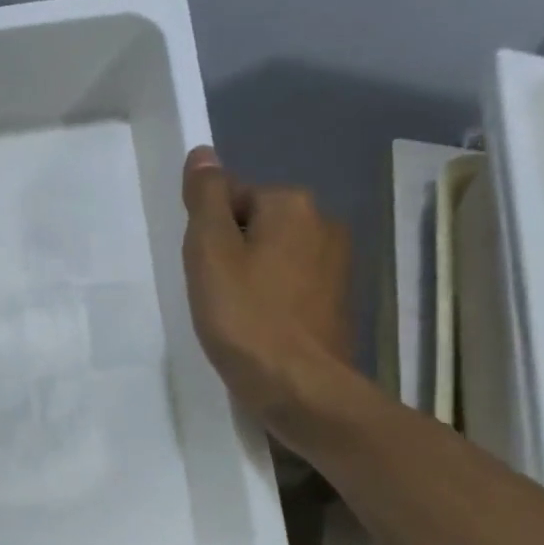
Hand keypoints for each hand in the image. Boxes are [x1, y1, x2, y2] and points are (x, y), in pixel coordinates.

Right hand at [180, 146, 352, 435]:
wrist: (301, 390)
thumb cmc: (246, 318)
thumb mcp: (210, 253)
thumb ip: (205, 199)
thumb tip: (203, 154)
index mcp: (293, 204)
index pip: (233, 198)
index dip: (210, 236)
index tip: (206, 274)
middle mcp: (325, 223)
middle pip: (257, 225)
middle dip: (233, 254)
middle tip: (217, 296)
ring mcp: (338, 264)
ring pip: (275, 256)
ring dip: (252, 277)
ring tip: (238, 317)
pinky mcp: (340, 301)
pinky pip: (293, 285)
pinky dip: (274, 300)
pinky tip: (261, 329)